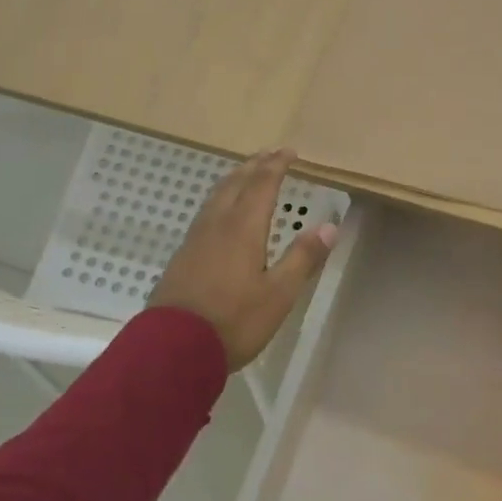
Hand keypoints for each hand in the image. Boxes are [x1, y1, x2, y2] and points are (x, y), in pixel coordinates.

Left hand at [150, 149, 337, 368]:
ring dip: (234, 178)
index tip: (289, 151)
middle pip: (235, 183)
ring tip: (246, 173)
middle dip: (254, 165)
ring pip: (216, 196)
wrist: (172, 349)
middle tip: (270, 153)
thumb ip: (303, 258)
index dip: (276, 166)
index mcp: (243, 228)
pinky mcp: (182, 255)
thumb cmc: (234, 321)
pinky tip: (220, 212)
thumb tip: (329, 226)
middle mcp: (217, 225)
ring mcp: (195, 239)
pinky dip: (220, 198)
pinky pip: (205, 212)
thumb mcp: (279, 294)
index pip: (262, 185)